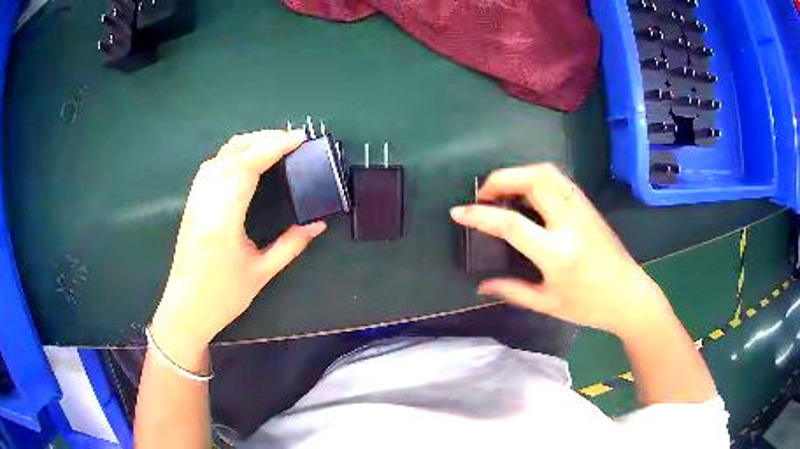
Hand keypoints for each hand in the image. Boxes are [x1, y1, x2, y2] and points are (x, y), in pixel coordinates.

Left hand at [150, 130, 325, 355]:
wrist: (186, 310)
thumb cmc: (223, 297)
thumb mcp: (261, 273)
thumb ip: (291, 245)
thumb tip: (317, 224)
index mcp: (224, 220)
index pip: (247, 167)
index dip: (274, 146)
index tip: (299, 138)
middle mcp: (206, 203)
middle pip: (232, 153)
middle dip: (263, 138)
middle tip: (291, 138)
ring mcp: (195, 201)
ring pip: (218, 157)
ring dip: (245, 143)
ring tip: (271, 144)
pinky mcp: (191, 205)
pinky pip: (209, 168)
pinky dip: (229, 155)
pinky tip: (242, 161)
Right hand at [450, 164, 671, 337]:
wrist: (629, 296)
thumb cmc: (589, 306)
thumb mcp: (548, 304)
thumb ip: (512, 291)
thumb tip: (481, 286)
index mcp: (557, 253)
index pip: (512, 224)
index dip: (481, 215)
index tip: (458, 212)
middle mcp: (570, 222)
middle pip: (533, 179)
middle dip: (501, 179)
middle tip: (484, 195)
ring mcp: (582, 209)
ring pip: (548, 172)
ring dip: (519, 173)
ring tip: (503, 191)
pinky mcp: (588, 206)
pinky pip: (558, 179)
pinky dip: (536, 177)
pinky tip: (528, 194)